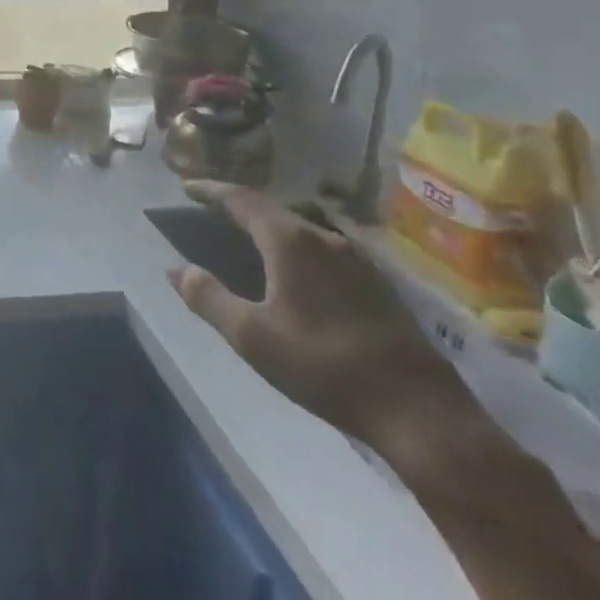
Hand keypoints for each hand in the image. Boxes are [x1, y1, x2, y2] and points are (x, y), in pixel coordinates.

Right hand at [169, 180, 474, 455]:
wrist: (420, 412)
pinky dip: (295, 248)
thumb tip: (179, 270)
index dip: (211, 190)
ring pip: (301, 230)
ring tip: (247, 238)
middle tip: (211, 210)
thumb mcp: (252, 337)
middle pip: (272, 210)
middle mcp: (324, 238)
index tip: (186, 187)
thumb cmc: (324, 366)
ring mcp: (356, 261)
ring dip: (269, 228)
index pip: (241, 199)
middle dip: (239, 207)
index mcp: (290, 241)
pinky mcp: (377, 286)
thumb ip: (209, 298)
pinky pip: (322, 250)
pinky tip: (293, 272)